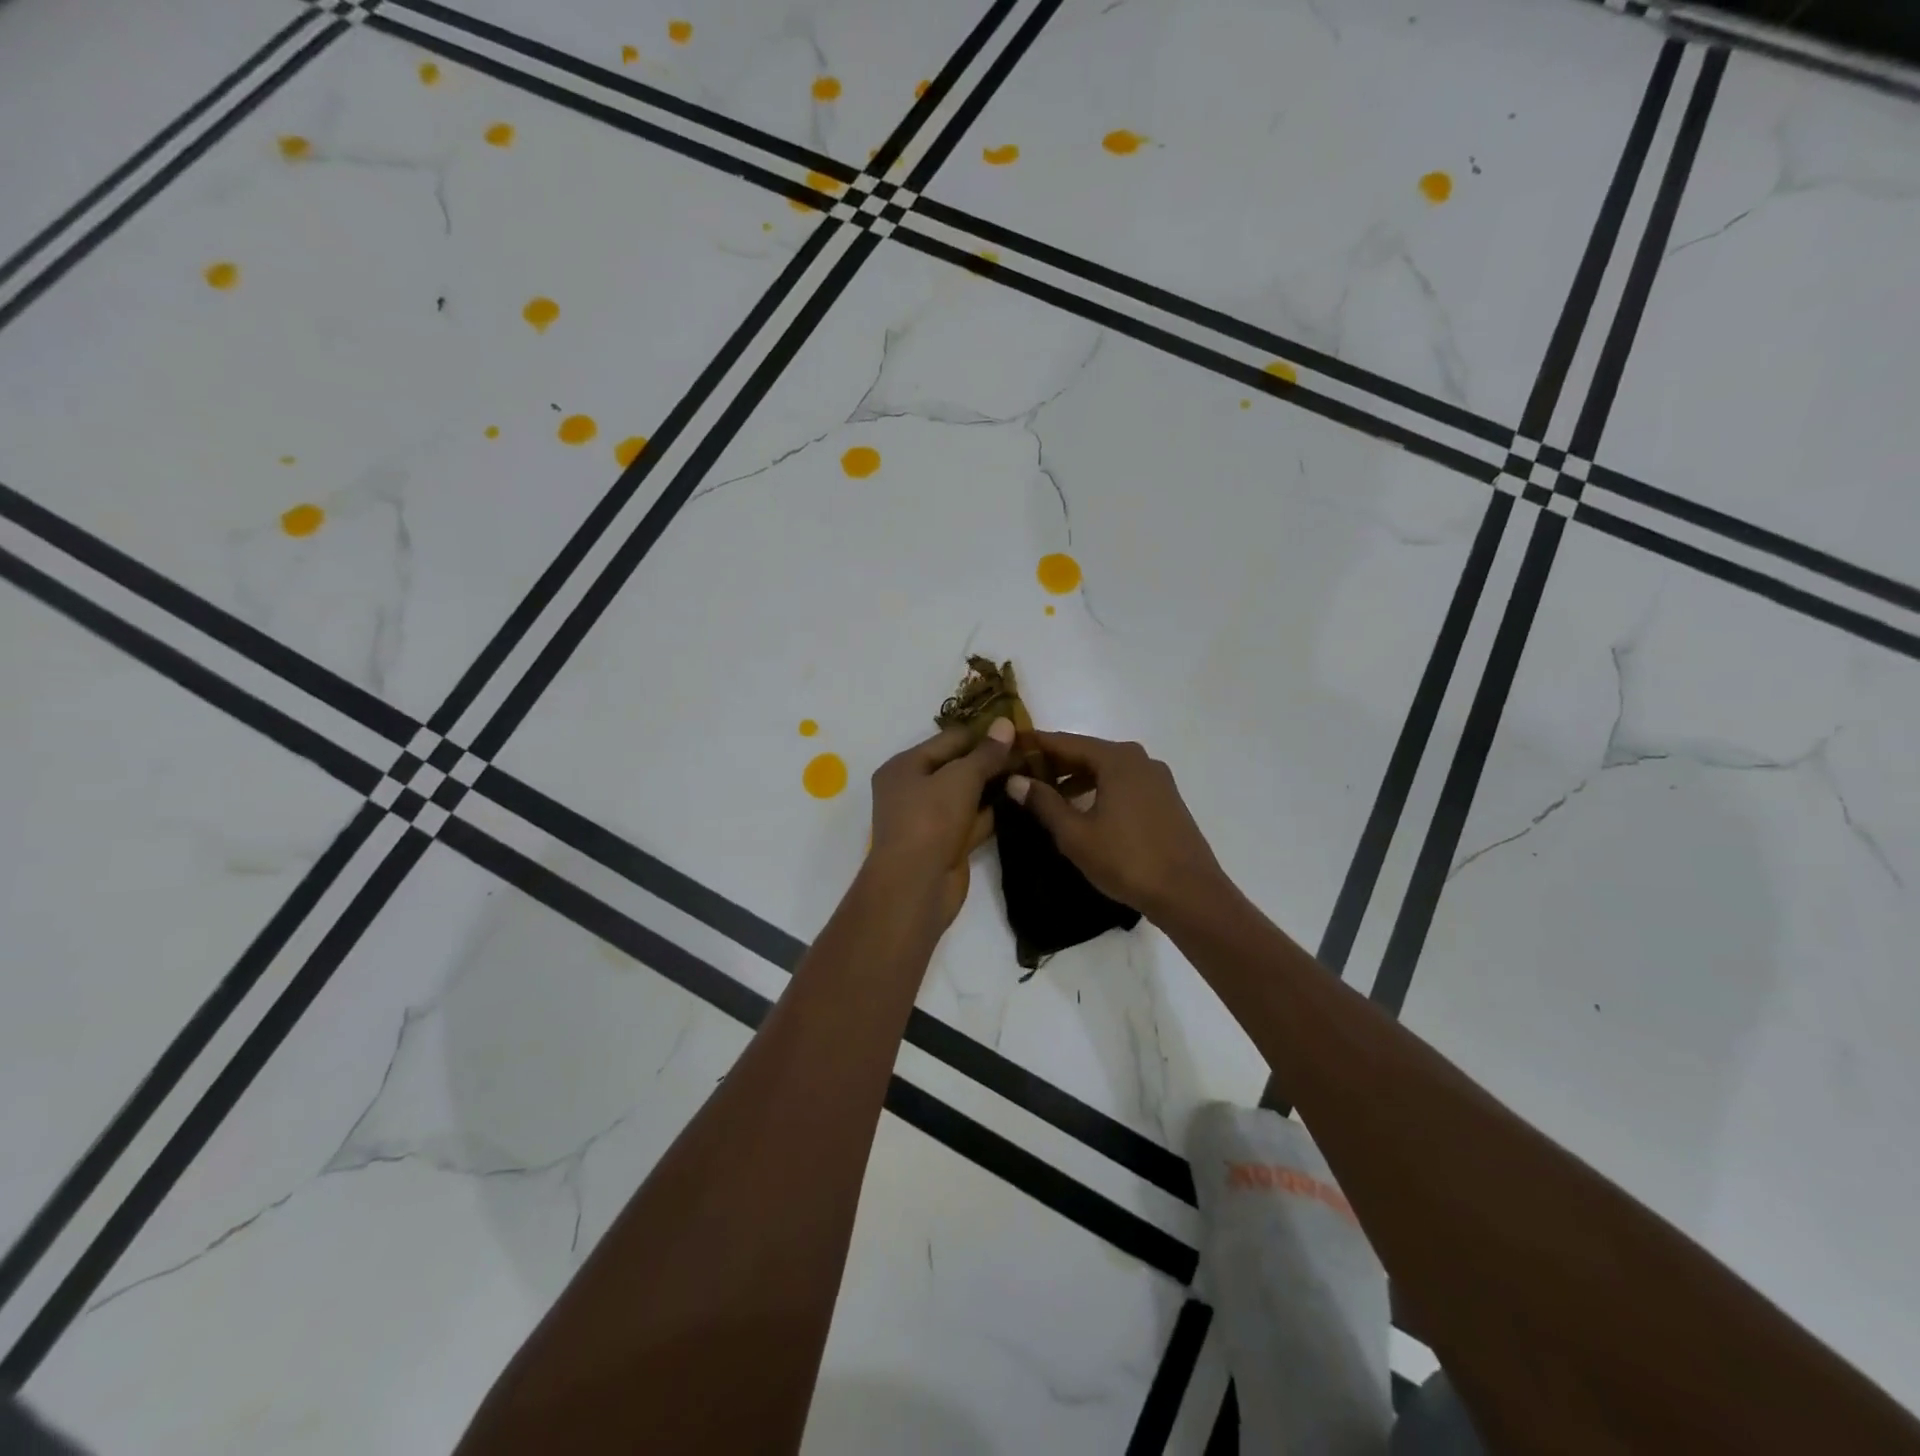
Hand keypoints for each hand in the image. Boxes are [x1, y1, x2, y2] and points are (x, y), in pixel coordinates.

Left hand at [868, 718, 1015, 926]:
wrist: (916, 885)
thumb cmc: (930, 821)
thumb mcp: (959, 778)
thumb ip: (985, 753)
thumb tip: (1005, 724)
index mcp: (905, 766)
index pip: (949, 740)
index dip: (983, 734)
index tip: (1019, 731)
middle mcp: (914, 789)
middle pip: (958, 766)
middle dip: (992, 761)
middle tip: (1031, 753)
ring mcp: (931, 819)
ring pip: (968, 794)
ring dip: (996, 786)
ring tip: (1033, 773)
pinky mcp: (948, 843)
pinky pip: (974, 820)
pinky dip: (995, 812)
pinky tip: (1023, 800)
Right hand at [1006, 734, 1224, 917]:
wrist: (1189, 894)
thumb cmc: (1127, 860)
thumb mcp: (1076, 834)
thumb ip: (1044, 803)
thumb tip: (1015, 780)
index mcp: (1117, 759)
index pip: (1065, 742)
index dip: (1036, 745)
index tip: (1008, 747)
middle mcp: (1139, 759)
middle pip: (1087, 753)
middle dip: (1055, 763)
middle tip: (1022, 775)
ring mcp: (1157, 779)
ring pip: (1106, 770)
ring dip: (1076, 779)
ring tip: (1048, 797)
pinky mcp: (1166, 800)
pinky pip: (1123, 784)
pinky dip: (1099, 789)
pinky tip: (1084, 811)